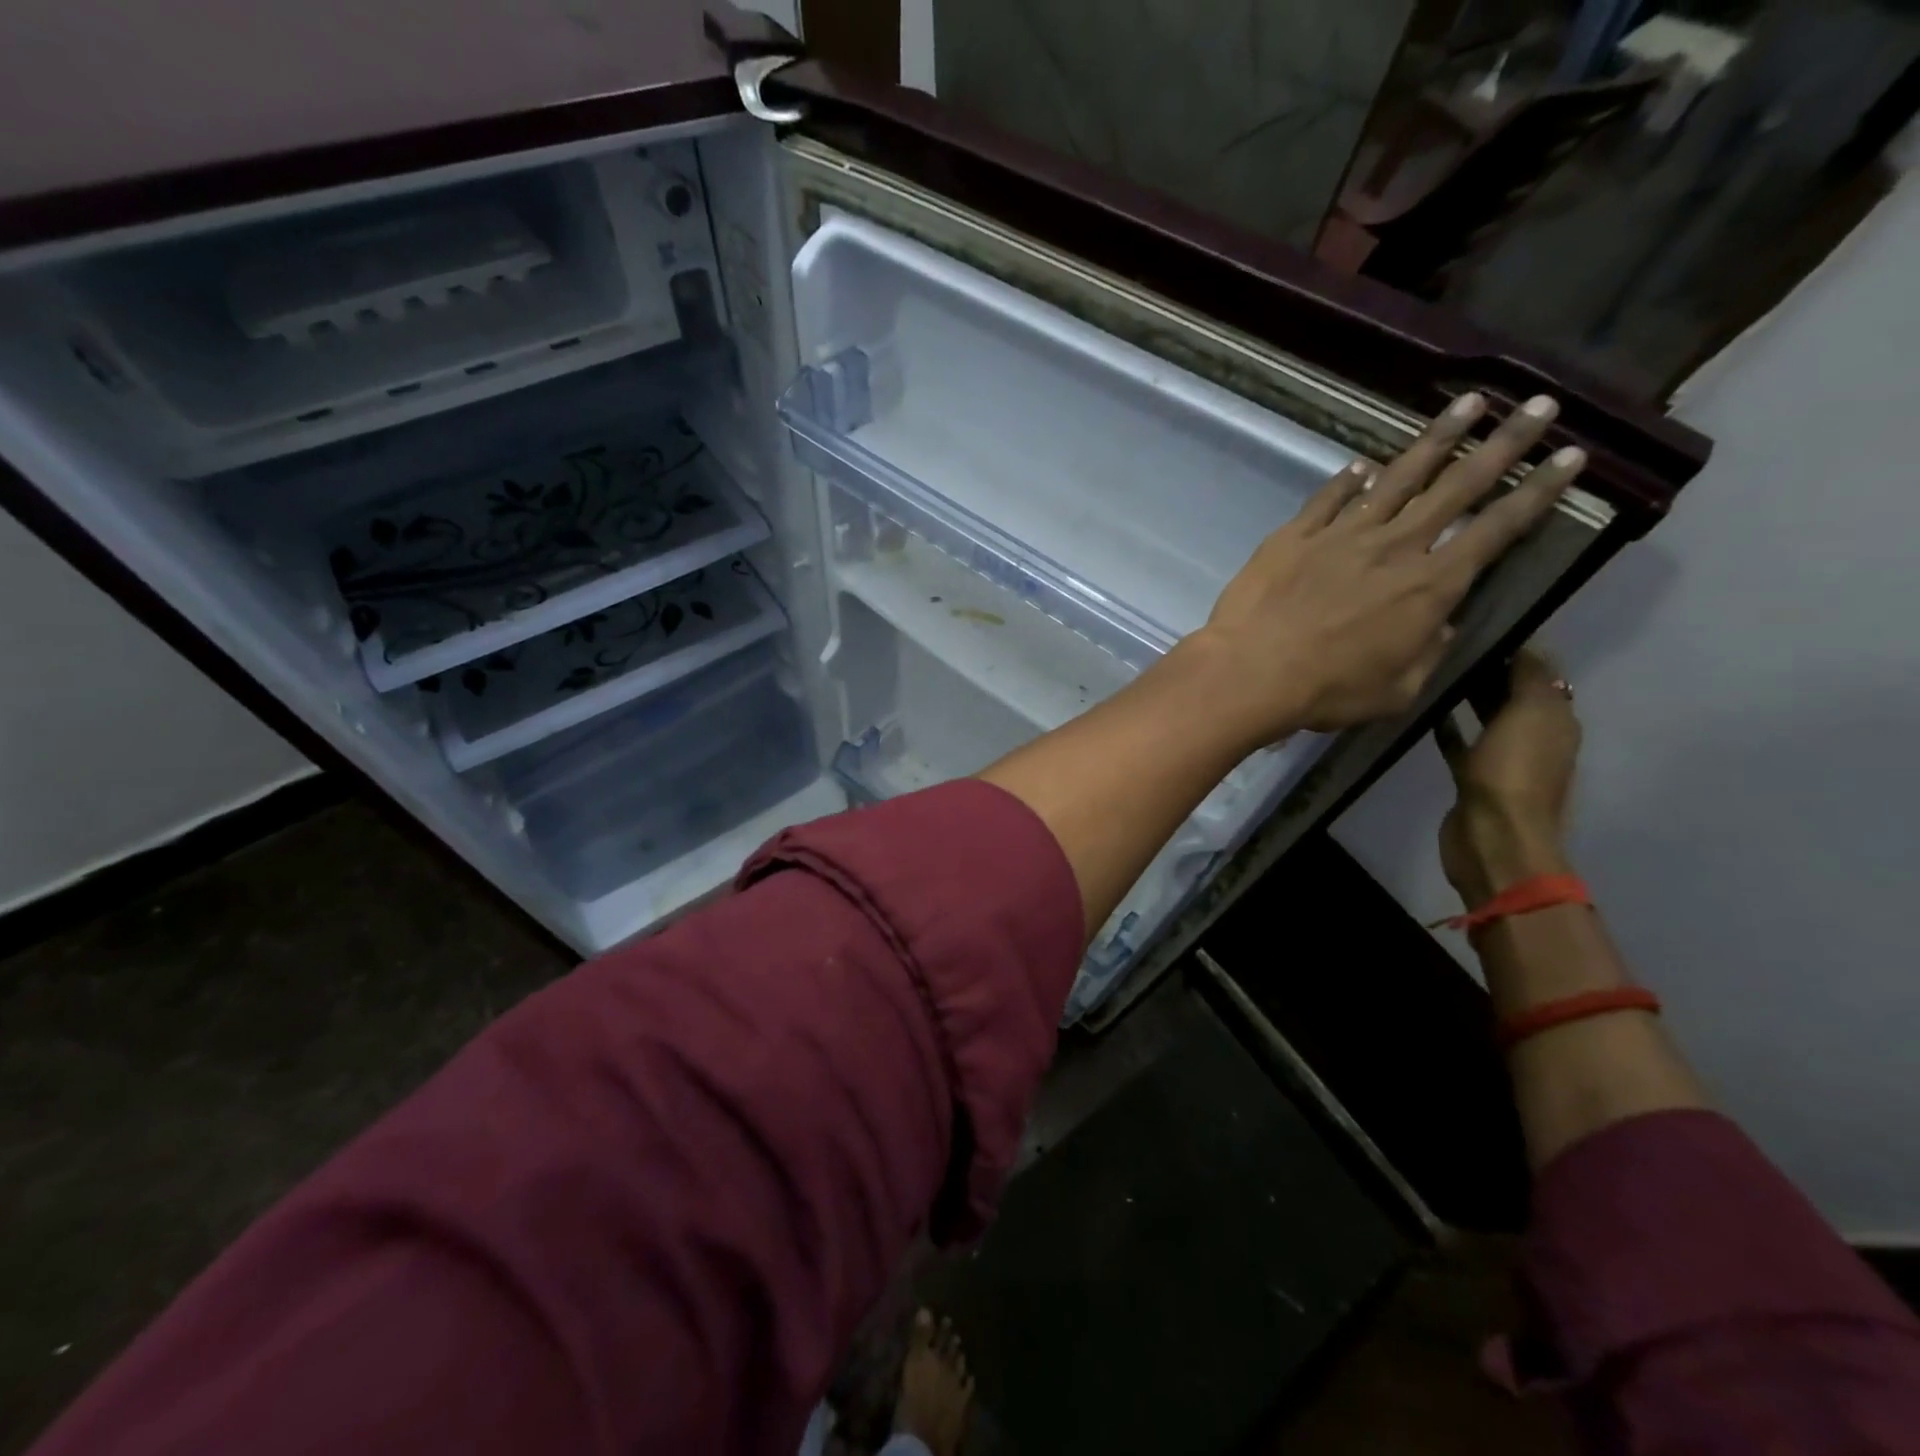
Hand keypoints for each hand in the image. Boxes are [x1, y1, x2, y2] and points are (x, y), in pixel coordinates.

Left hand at [1189, 391, 1586, 748]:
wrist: (1250, 672)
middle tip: (1538, 405)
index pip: (1497, 528)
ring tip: (1467, 404)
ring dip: (1436, 440)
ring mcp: (1340, 535)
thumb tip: (1438, 624)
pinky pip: (1328, 498)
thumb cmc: (1327, 691)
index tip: (1571, 456)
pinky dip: (1348, 480)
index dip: (1538, 492)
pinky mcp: (1294, 535)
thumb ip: (1426, 652)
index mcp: (1430, 585)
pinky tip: (1363, 465)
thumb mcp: (1397, 689)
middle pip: (1458, 486)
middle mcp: (1394, 547)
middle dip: (1504, 444)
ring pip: (1398, 477)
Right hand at [1436, 647, 1580, 904]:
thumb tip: (1524, 643)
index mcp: (1557, 719)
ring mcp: (1503, 758)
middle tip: (1451, 641)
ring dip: (1469, 696)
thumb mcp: (1530, 714)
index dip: (1516, 646)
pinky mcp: (1472, 777)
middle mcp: (1535, 736)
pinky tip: (1428, 712)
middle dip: (1491, 668)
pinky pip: (1461, 743)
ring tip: (1437, 671)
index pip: (1540, 671)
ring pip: (1487, 716)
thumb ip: (1529, 676)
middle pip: (1513, 692)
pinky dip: (1449, 726)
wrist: (1493, 837)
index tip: (1480, 623)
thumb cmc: (1513, 773)